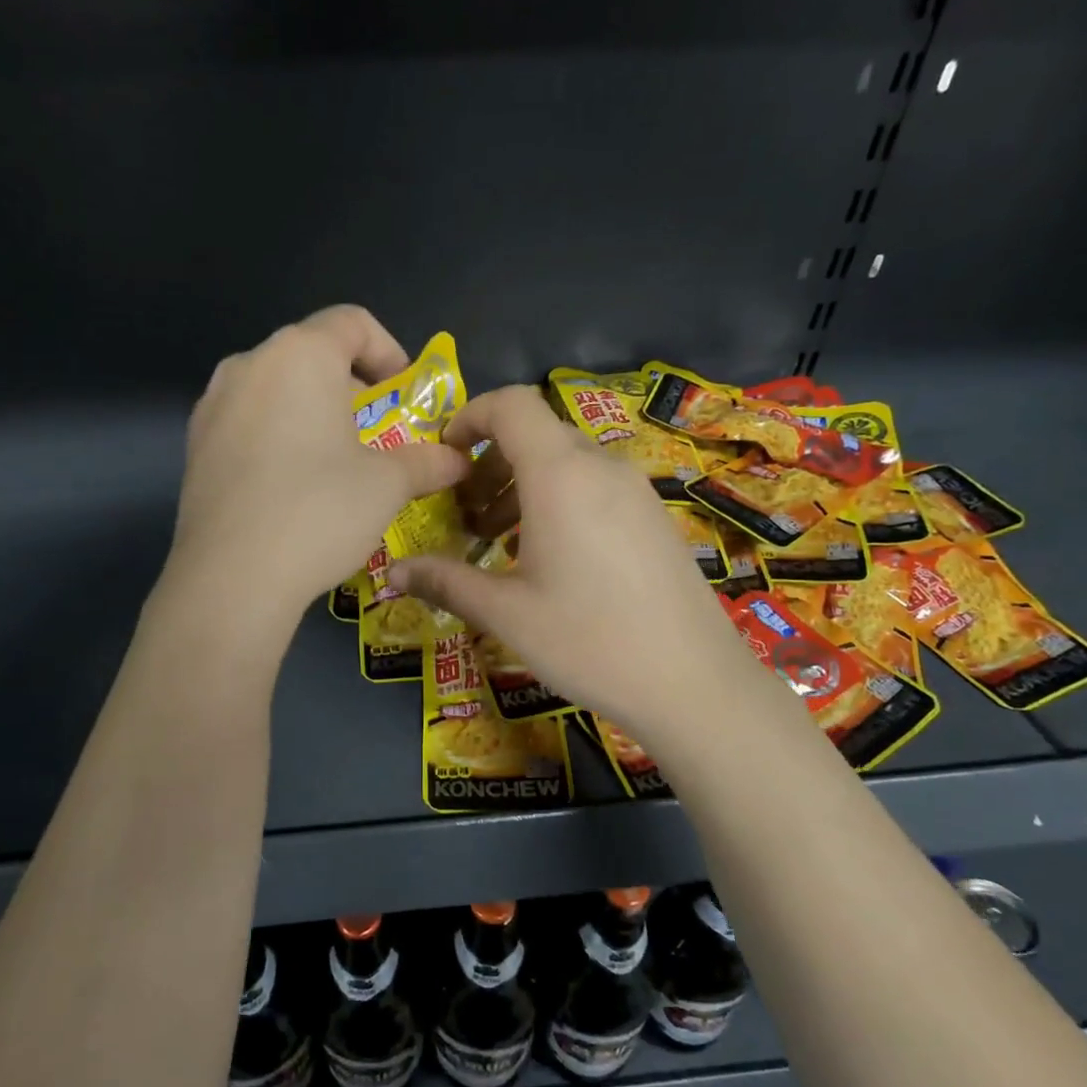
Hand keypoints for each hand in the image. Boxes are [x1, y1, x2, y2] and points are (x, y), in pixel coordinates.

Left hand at [170, 306, 470, 628]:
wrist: (232, 576)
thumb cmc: (320, 511)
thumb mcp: (387, 485)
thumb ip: (427, 462)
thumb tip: (458, 460)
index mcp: (300, 355)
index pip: (352, 322)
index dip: (388, 351)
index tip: (403, 393)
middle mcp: (249, 364)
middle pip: (311, 353)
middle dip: (351, 387)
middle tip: (375, 434)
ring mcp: (213, 404)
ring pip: (275, 389)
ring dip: (311, 412)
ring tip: (332, 461)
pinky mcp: (195, 445)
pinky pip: (246, 423)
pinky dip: (276, 436)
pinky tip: (290, 486)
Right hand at [388, 385, 776, 749]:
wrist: (695, 683)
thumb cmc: (590, 641)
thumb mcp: (506, 613)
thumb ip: (446, 581)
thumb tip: (391, 573)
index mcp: (560, 474)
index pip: (511, 404)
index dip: (470, 417)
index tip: (446, 460)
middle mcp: (600, 467)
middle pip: (535, 434)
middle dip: (490, 463)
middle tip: (466, 517)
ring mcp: (635, 490)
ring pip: (566, 462)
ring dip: (522, 486)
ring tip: (499, 542)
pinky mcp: (653, 516)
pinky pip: (594, 486)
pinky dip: (558, 501)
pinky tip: (550, 560)